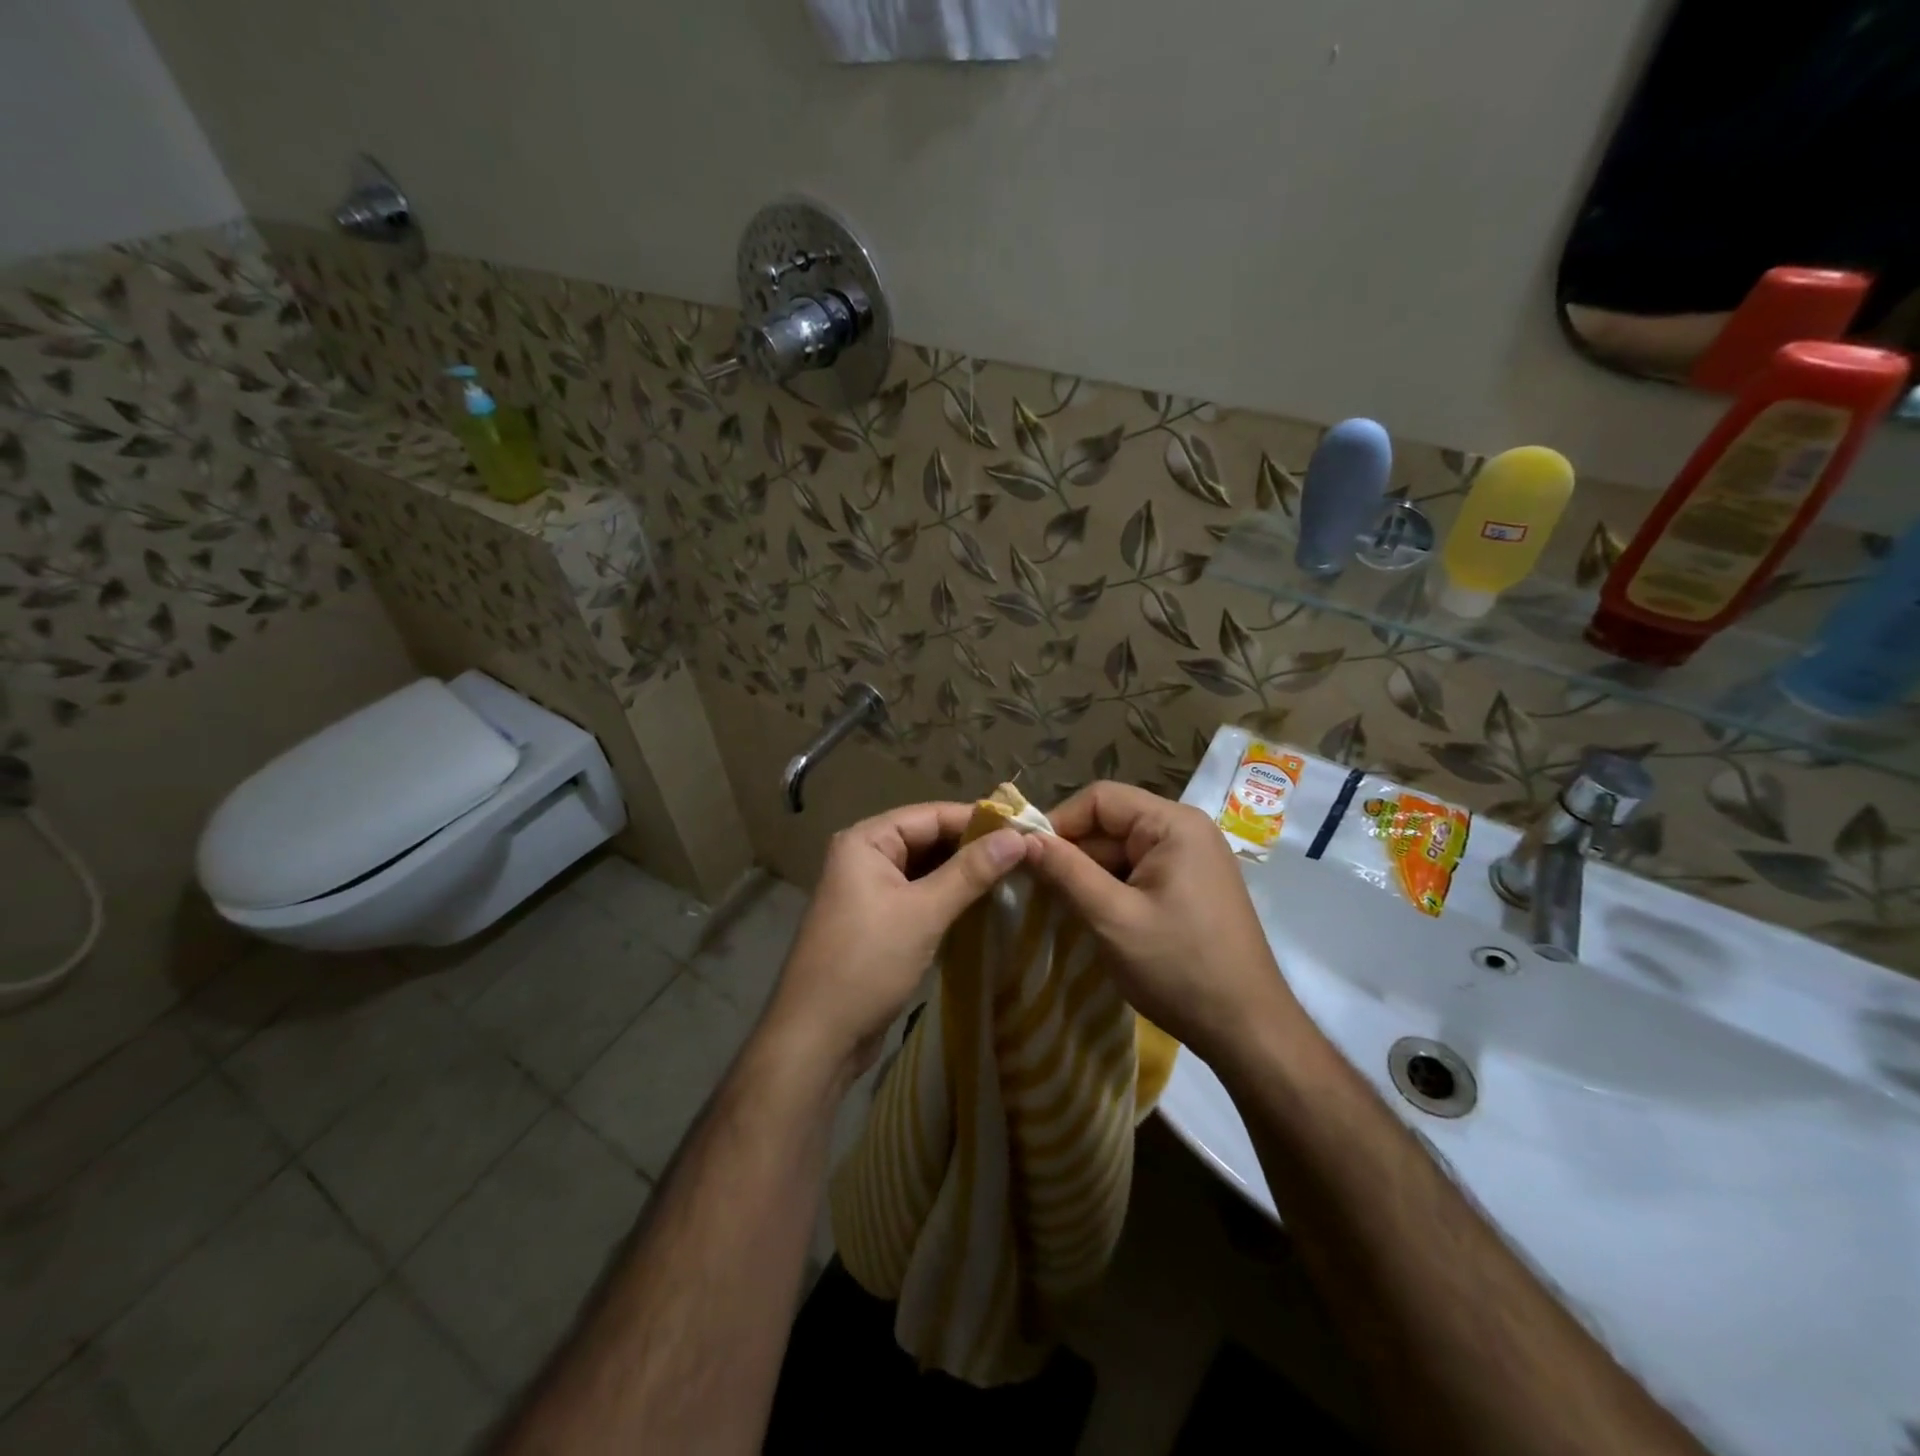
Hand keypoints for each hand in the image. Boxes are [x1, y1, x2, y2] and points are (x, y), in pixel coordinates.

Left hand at [760, 802, 1025, 1083]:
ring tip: (1014, 875)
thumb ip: (970, 872)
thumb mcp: (923, 913)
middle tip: (1025, 854)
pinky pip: (919, 895)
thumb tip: (1018, 837)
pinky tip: (983, 904)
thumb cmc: (867, 963)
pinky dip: (948, 897)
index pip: (931, 815)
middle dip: (973, 847)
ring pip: (925, 869)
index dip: (978, 820)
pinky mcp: (877, 921)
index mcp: (866, 841)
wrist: (817, 1037)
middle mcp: (864, 857)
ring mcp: (869, 890)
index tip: (1025, 829)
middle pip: (928, 839)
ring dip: (963, 873)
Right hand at [1024, 780, 1303, 1064]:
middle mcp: (1185, 831)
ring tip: (1058, 907)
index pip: (1100, 799)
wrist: (1248, 1030)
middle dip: (1072, 854)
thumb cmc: (1179, 967)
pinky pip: (1138, 873)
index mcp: (1173, 824)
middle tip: (1035, 889)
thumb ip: (1066, 872)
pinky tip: (1092, 918)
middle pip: (1111, 824)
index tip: (1025, 857)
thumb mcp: (1113, 918)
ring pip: (1121, 852)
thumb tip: (1022, 838)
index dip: (1058, 822)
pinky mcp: (1190, 888)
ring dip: (1089, 876)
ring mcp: (1191, 861)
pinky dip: (1111, 891)